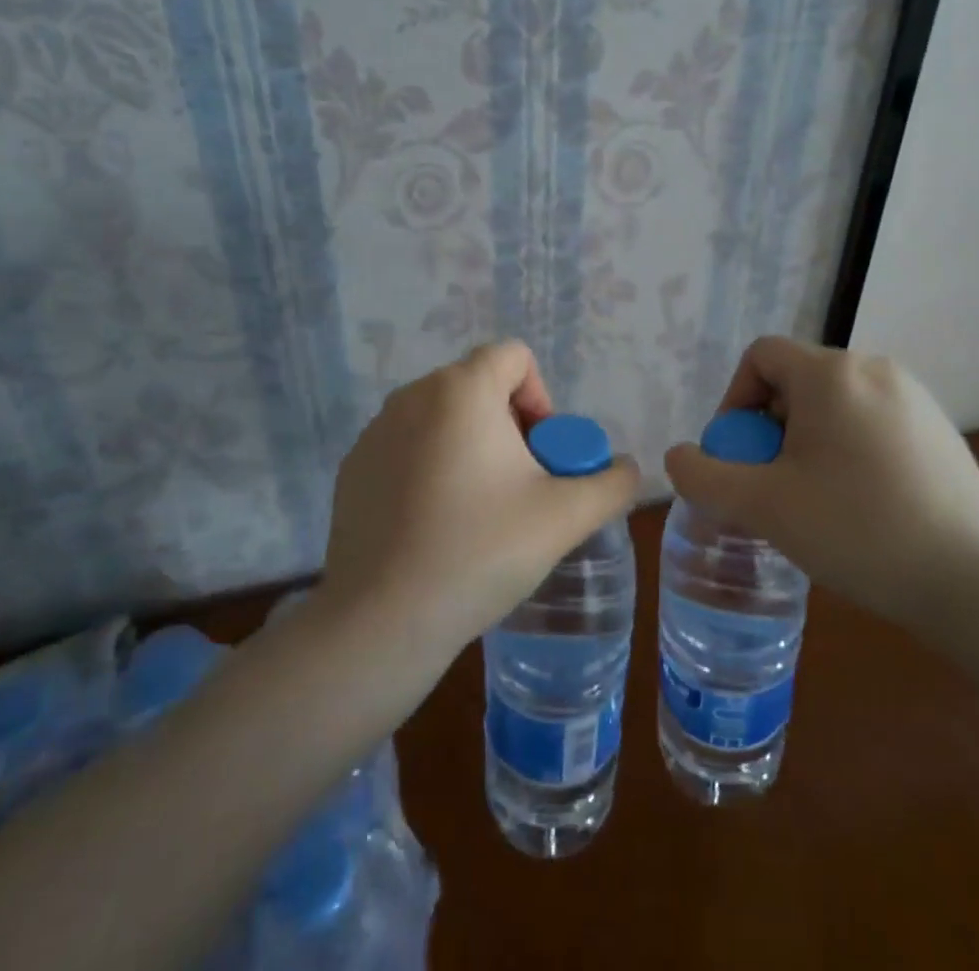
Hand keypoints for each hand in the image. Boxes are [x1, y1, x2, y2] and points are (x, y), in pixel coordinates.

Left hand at [318, 341, 639, 660]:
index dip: (541, 397)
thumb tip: (626, 469)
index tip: (542, 454)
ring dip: (471, 447)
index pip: (514, 356)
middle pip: (479, 387)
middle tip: (520, 488)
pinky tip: (436, 526)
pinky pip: (408, 447)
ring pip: (442, 418)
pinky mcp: (352, 467)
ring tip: (479, 511)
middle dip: (510, 427)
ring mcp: (376, 431)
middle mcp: (413, 395)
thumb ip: (612, 483)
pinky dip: (430, 468)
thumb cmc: (480, 551)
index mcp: (462, 389)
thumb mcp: (566, 517)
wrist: (382, 621)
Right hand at [663, 337, 978, 633]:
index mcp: (831, 373)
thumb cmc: (856, 531)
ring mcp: (914, 397)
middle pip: (797, 381)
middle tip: (771, 485)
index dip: (734, 400)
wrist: (971, 582)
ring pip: (835, 404)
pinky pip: (872, 422)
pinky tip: (861, 505)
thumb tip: (679, 457)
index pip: (761, 357)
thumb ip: (704, 477)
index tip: (738, 455)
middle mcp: (874, 368)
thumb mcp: (762, 507)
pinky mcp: (940, 429)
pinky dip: (849, 449)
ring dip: (807, 441)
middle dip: (770, 428)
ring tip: (812, 499)